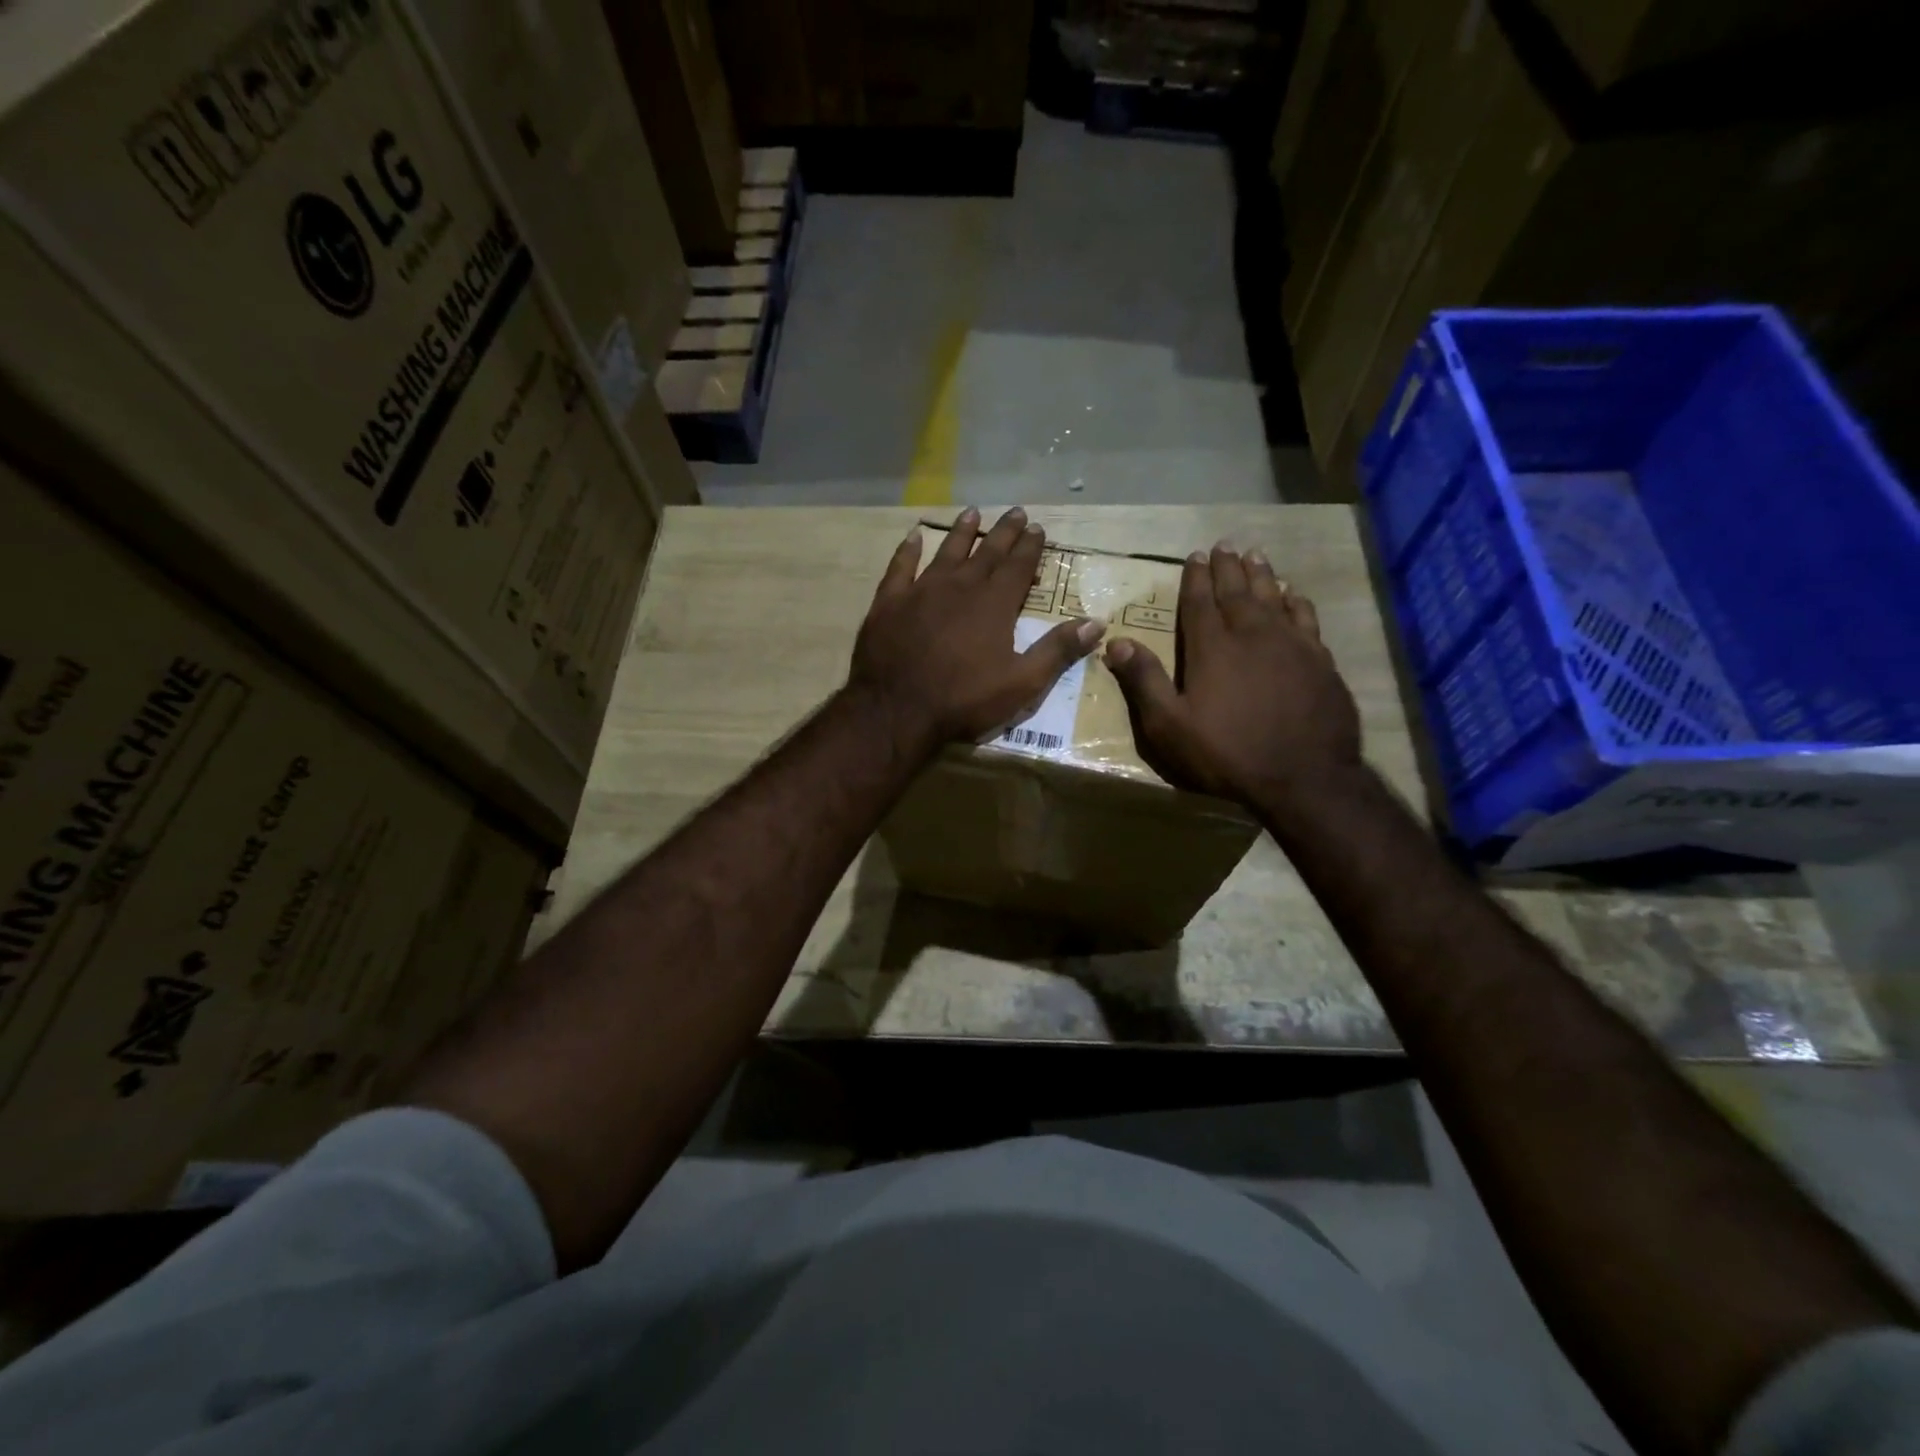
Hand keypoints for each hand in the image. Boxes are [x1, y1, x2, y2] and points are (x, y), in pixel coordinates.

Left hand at [850, 507, 1104, 751]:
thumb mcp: (1021, 684)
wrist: (897, 711)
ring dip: (961, 533)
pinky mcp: (889, 603)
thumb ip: (1057, 651)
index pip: (1018, 567)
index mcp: (994, 605)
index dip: (1030, 547)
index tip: (1038, 528)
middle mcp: (959, 587)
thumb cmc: (963, 701)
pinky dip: (908, 551)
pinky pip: (900, 568)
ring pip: (946, 553)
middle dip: (1003, 533)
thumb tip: (1096, 623)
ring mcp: (920, 592)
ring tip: (972, 513)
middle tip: (1015, 512)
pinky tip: (914, 537)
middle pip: (986, 553)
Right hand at [1104, 542, 1360, 804]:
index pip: (1200, 603)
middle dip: (1228, 567)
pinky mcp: (1319, 661)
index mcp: (1212, 648)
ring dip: (1262, 575)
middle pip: (1237, 591)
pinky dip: (1296, 601)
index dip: (1195, 578)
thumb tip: (1116, 641)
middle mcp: (1252, 635)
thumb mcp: (1169, 726)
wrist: (1303, 777)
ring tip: (1255, 555)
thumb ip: (1144, 681)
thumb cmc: (1227, 753)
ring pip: (1273, 597)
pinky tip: (1294, 595)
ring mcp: (1290, 645)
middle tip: (1223, 545)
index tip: (1194, 556)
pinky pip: (1305, 618)